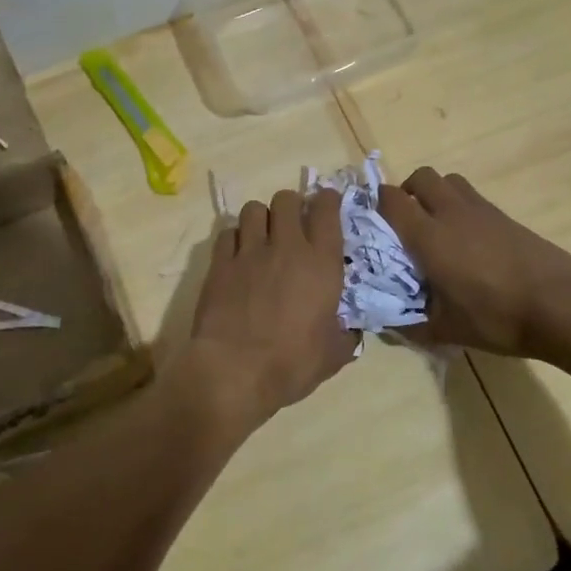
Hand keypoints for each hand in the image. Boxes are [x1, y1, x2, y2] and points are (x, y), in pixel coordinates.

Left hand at [188, 189, 358, 428]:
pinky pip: (227, 232)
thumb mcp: (333, 355)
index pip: (326, 209)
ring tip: (261, 236)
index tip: (326, 204)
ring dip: (260, 218)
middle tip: (291, 224)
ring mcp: (249, 251)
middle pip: (286, 199)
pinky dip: (235, 238)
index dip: (327, 200)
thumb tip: (350, 333)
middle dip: (291, 206)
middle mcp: (286, 246)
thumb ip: (345, 336)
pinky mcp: (220, 262)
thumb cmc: (291, 363)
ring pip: (254, 209)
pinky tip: (237, 255)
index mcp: (321, 263)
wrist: (235, 370)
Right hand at [379, 166, 570, 359]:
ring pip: (449, 181)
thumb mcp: (448, 329)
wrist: (561, 305)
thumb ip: (412, 324)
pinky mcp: (504, 216)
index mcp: (429, 237)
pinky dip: (460, 207)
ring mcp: (481, 210)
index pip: (391, 200)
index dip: (376, 204)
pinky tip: (468, 241)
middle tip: (406, 222)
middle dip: (407, 191)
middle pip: (421, 177)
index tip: (372, 223)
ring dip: (436, 194)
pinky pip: (472, 197)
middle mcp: (451, 213)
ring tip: (436, 226)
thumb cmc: (496, 317)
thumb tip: (388, 324)